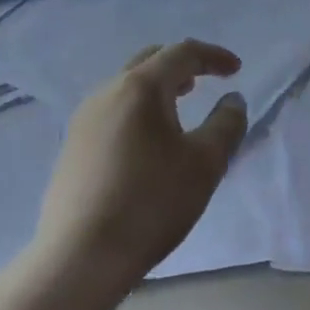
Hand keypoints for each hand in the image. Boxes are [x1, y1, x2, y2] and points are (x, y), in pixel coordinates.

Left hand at [35, 41, 247, 291]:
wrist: (80, 256)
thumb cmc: (150, 202)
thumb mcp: (204, 164)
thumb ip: (226, 124)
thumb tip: (233, 100)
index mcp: (140, 87)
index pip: (181, 53)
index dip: (212, 56)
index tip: (236, 69)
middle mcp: (107, 92)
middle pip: (149, 61)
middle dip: (180, 65)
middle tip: (204, 81)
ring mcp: (84, 119)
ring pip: (126, 86)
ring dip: (157, 88)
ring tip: (178, 108)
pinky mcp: (72, 146)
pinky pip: (112, 110)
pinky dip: (137, 110)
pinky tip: (146, 142)